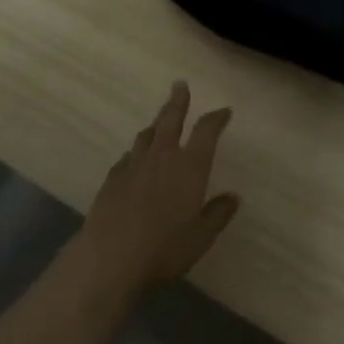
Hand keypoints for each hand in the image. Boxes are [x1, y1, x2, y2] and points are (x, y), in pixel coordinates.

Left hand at [74, 81, 240, 296]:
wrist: (110, 258)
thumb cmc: (164, 248)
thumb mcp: (201, 237)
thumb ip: (217, 214)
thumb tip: (233, 197)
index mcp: (190, 166)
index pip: (206, 131)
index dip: (216, 118)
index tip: (224, 111)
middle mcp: (163, 157)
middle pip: (170, 119)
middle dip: (177, 101)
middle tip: (179, 84)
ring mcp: (134, 165)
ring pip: (146, 135)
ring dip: (155, 125)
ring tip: (158, 122)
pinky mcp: (112, 179)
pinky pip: (127, 157)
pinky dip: (135, 153)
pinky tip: (133, 160)